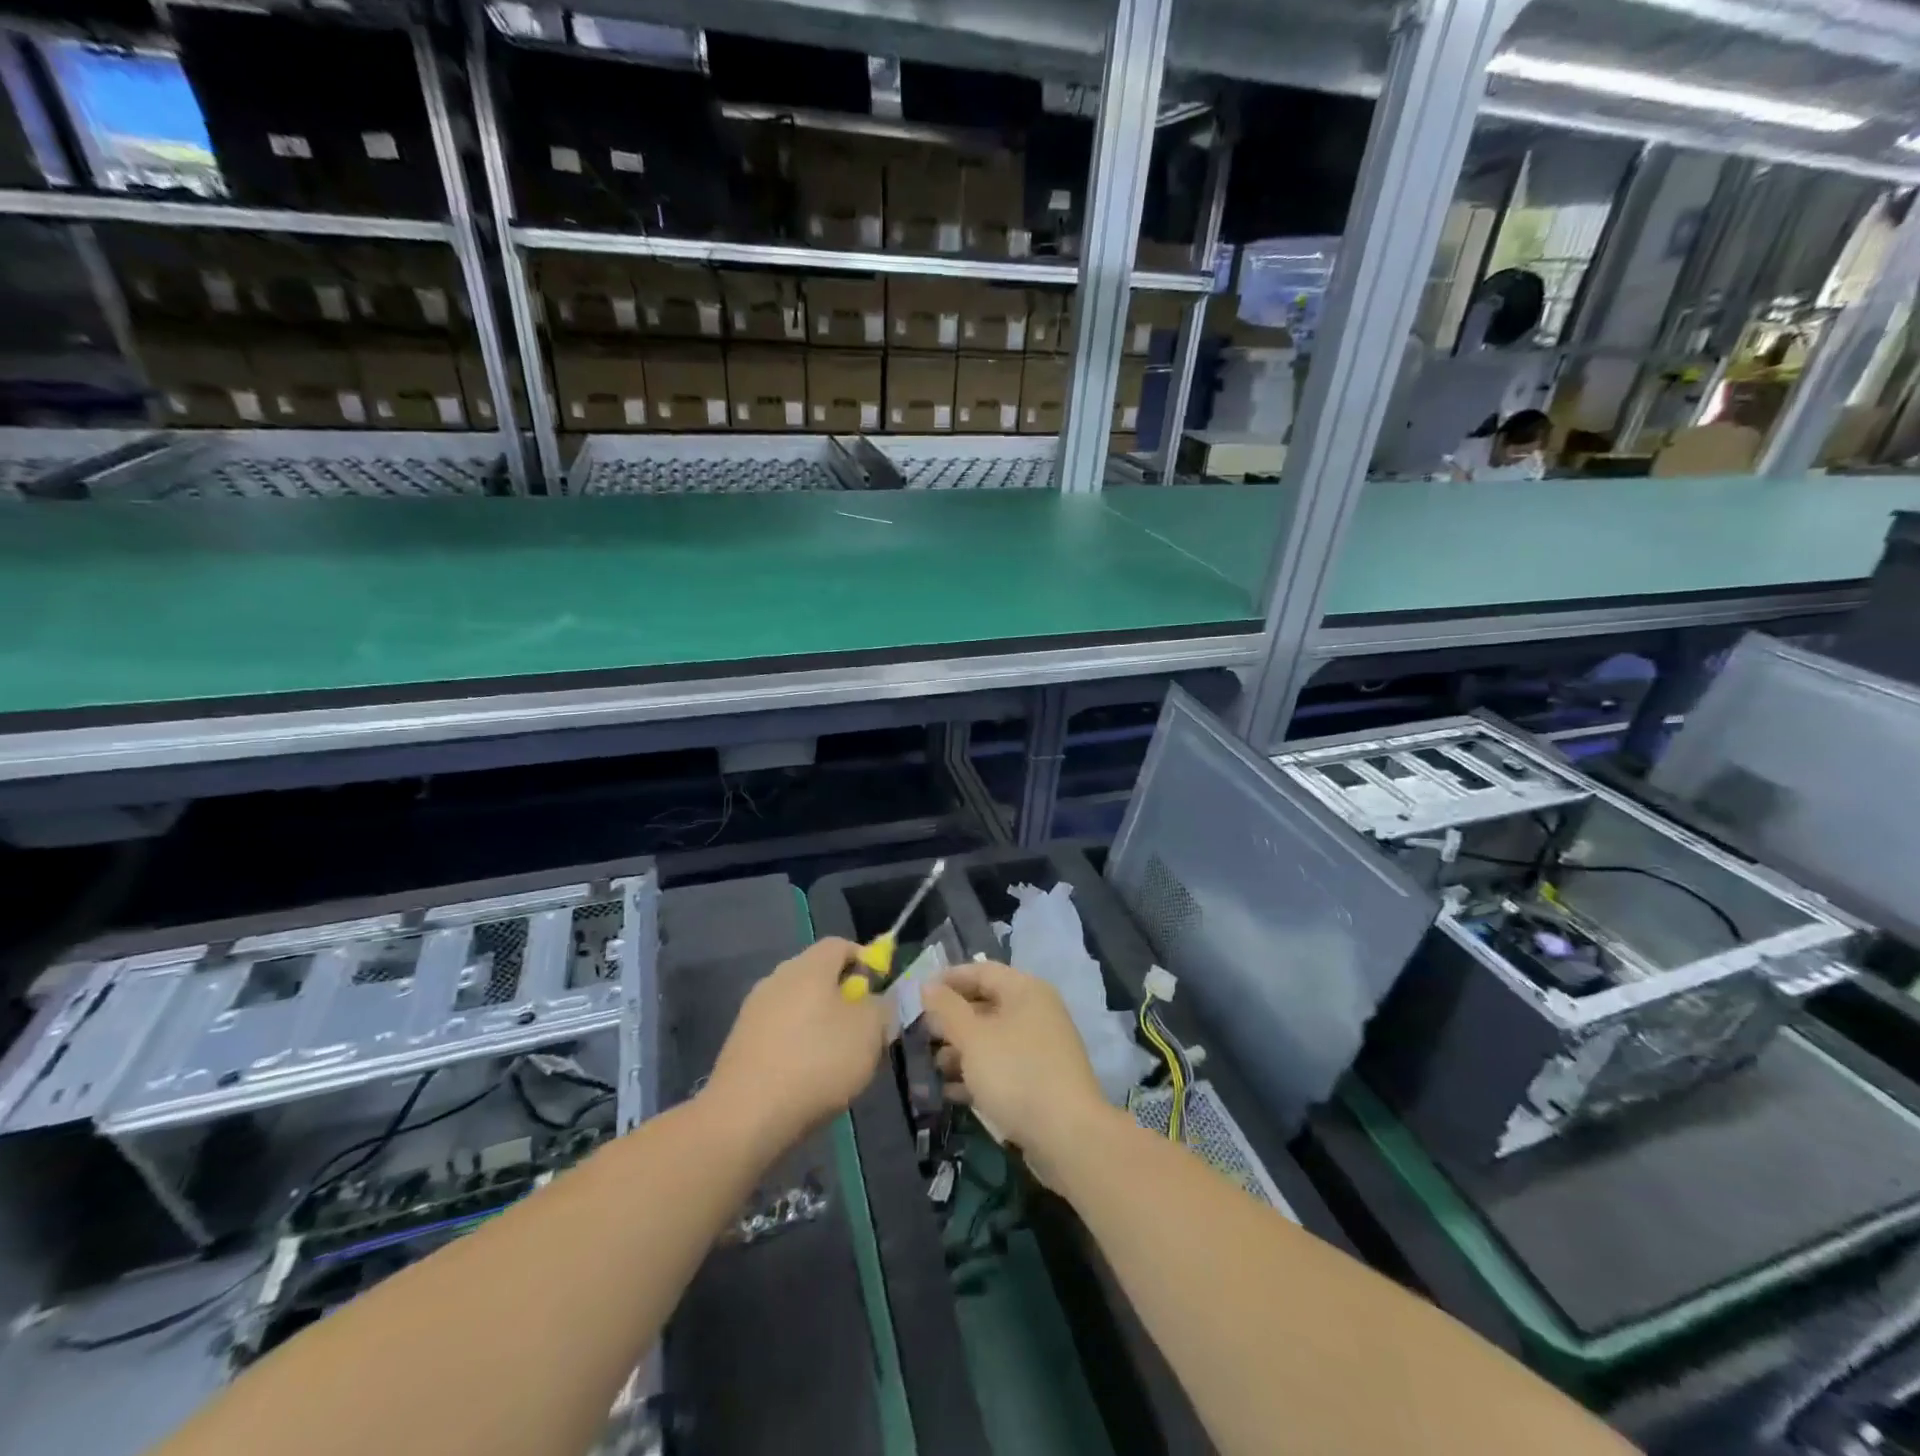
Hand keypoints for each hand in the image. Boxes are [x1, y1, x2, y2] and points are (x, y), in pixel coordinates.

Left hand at [705, 937, 892, 1156]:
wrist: (746, 1116)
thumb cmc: (817, 1062)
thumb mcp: (870, 1032)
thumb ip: (881, 1008)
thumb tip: (875, 1002)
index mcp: (809, 966)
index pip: (841, 945)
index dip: (865, 962)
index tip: (880, 992)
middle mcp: (777, 978)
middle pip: (818, 975)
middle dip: (844, 998)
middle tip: (864, 1030)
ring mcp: (754, 1010)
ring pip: (799, 1006)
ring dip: (820, 1023)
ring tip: (838, 1060)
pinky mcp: (740, 1042)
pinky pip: (779, 1032)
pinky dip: (797, 1045)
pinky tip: (807, 1077)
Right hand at [922, 960, 1117, 1185]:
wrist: (1067, 1136)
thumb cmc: (1015, 1073)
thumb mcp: (973, 1038)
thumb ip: (947, 1009)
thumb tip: (928, 985)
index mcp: (1025, 991)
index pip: (982, 971)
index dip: (949, 979)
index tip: (919, 993)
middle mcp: (1037, 1012)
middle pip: (987, 1005)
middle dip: (952, 1020)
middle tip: (921, 1033)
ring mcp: (1041, 1048)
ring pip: (993, 1039)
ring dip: (961, 1050)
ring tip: (932, 1066)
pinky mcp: (1040, 1080)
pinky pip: (1003, 1067)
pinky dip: (978, 1074)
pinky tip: (951, 1092)